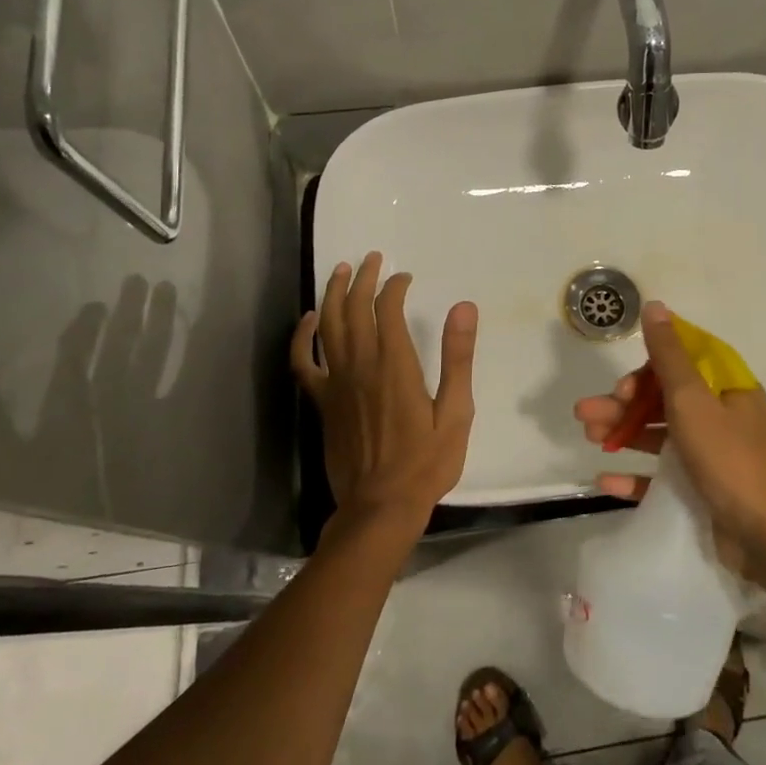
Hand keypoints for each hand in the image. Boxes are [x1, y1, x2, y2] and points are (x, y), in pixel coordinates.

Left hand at [292, 252, 477, 539]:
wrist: (381, 506)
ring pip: (328, 326)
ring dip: (333, 294)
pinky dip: (302, 337)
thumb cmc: (426, 462)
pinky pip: (303, 362)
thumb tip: (463, 307)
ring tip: (341, 270)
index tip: (405, 278)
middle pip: (354, 308)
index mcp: (395, 365)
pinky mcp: (323, 403)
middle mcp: (360, 366)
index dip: (394, 286)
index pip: (388, 309)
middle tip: (372, 258)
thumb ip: (458, 357)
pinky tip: (308, 320)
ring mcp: (336, 384)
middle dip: (363, 278)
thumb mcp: (456, 412)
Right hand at [573, 302, 765, 583]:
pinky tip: (605, 478)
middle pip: (665, 398)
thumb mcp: (693, 401)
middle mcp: (722, 416)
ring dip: (623, 432)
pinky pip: (663, 476)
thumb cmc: (730, 460)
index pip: (684, 361)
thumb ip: (669, 356)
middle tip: (587, 412)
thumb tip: (656, 306)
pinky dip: (636, 475)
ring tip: (588, 436)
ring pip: (660, 435)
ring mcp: (714, 455)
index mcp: (727, 389)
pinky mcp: (704, 491)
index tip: (623, 382)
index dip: (648, 366)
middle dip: (624, 402)